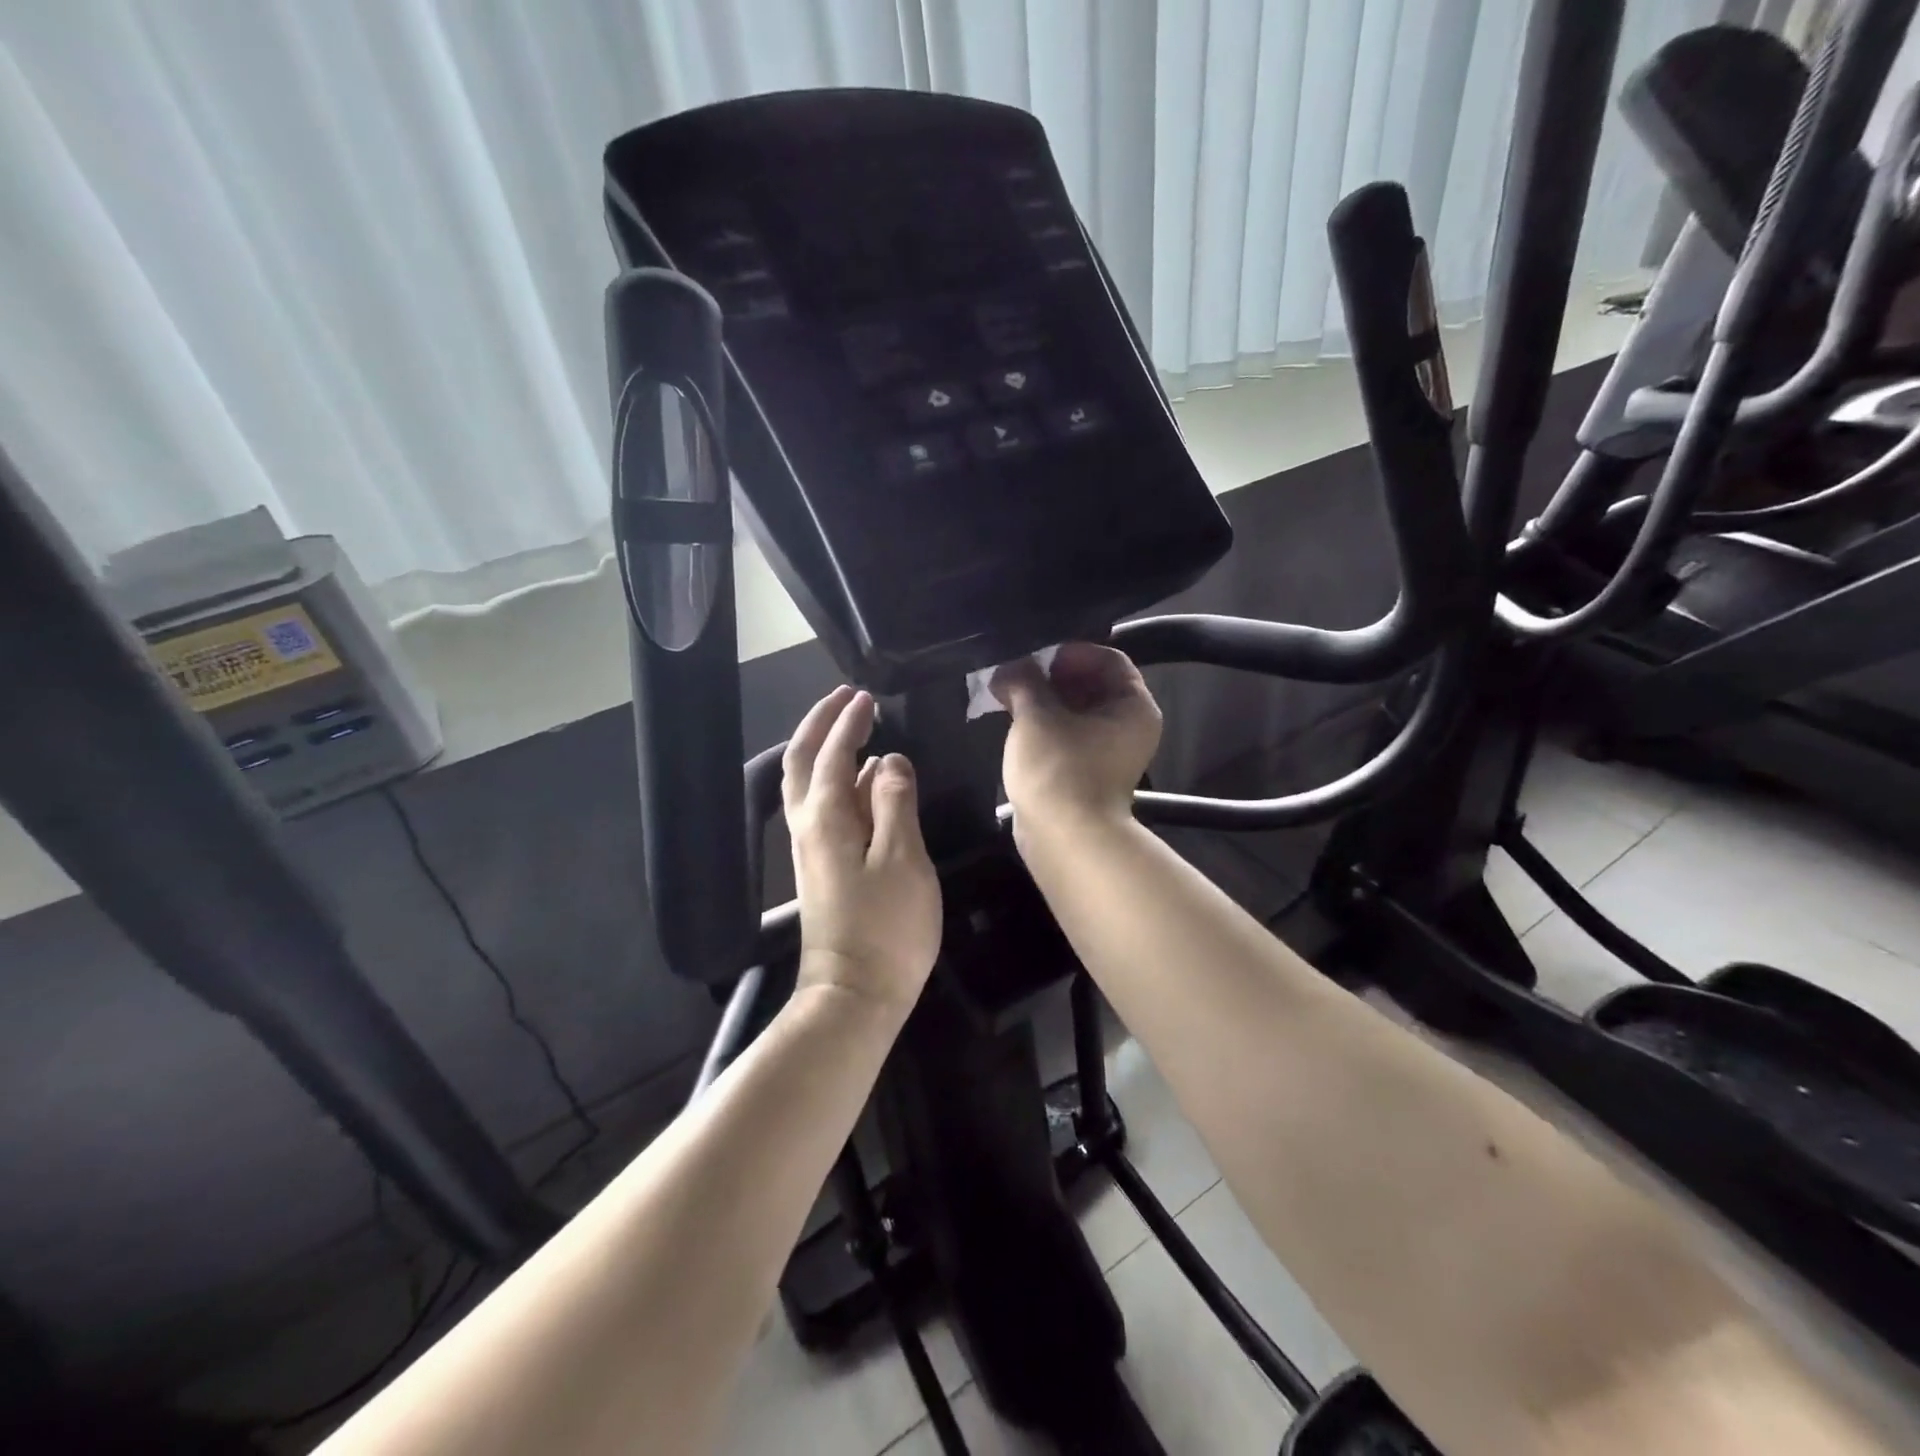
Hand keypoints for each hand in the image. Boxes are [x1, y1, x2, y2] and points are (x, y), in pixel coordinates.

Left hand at [784, 686, 941, 1014]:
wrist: (854, 995)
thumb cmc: (886, 928)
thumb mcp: (903, 858)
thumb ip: (896, 802)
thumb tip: (888, 761)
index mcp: (826, 818)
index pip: (834, 754)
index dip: (848, 722)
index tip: (866, 697)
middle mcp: (808, 826)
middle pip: (803, 762)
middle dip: (821, 724)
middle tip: (847, 699)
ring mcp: (811, 849)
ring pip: (808, 784)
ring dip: (825, 749)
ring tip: (855, 730)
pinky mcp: (821, 868)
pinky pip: (822, 807)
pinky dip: (838, 781)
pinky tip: (865, 785)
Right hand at [992, 643, 1161, 829]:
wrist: (1063, 839)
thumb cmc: (1058, 769)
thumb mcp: (1038, 715)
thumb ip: (1024, 680)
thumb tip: (1009, 667)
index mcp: (1134, 706)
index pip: (1108, 659)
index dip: (1071, 652)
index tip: (1036, 656)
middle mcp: (1128, 726)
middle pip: (1091, 684)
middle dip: (1051, 675)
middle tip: (1014, 671)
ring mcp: (1107, 752)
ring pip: (1075, 711)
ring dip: (1043, 700)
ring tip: (1007, 693)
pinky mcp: (1085, 770)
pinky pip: (1066, 735)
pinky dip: (1044, 724)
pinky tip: (1013, 720)